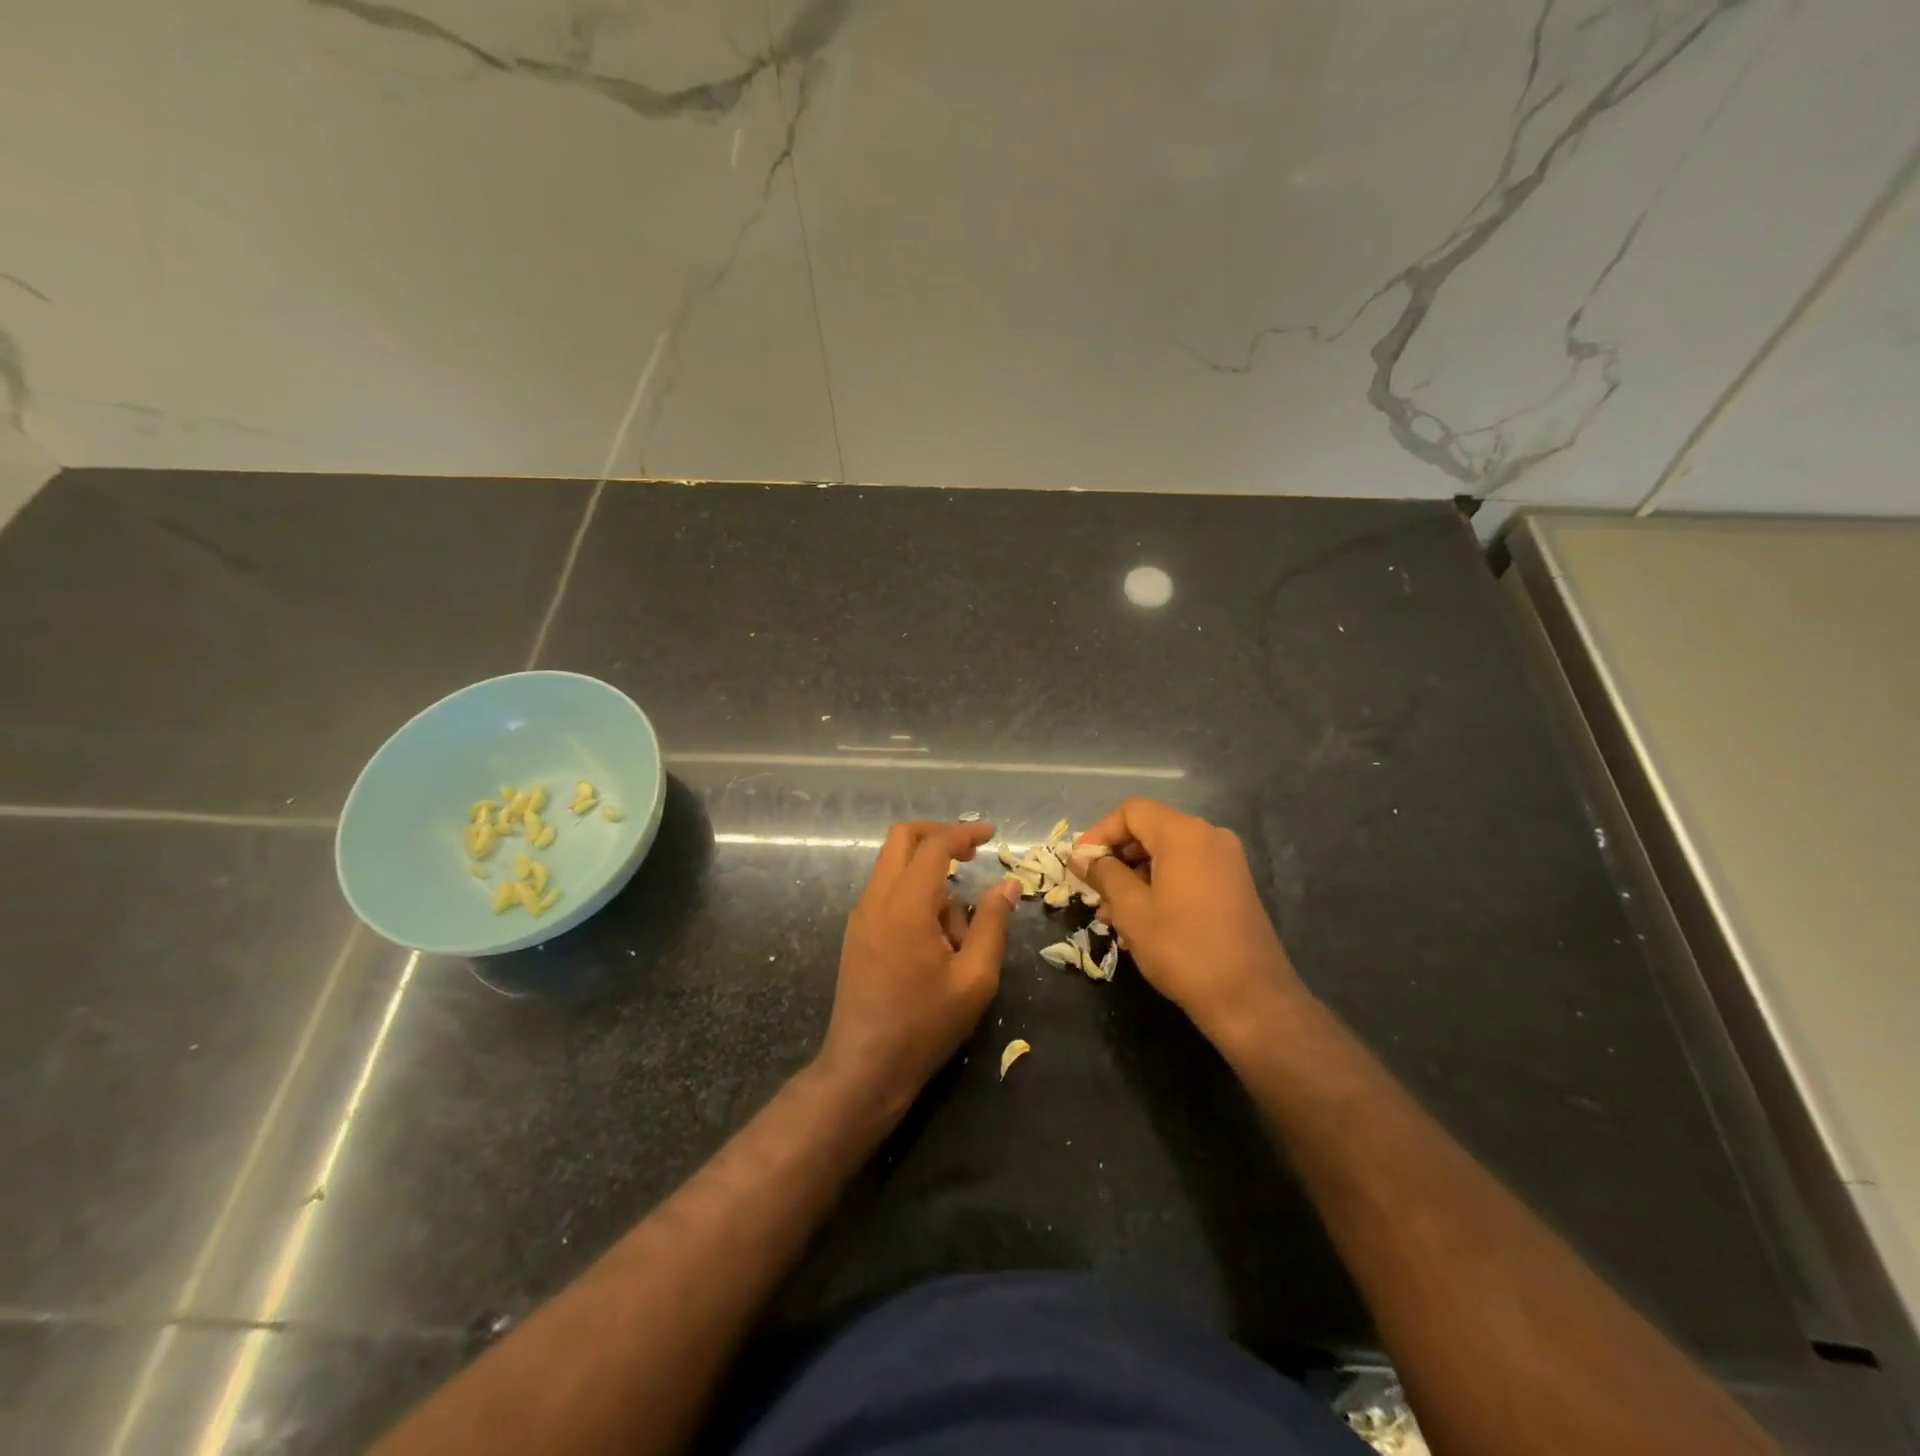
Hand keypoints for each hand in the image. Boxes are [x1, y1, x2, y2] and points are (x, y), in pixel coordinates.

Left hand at [818, 821, 1020, 1111]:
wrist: (864, 1068)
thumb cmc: (924, 1025)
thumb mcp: (974, 979)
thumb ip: (992, 924)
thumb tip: (1007, 885)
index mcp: (905, 905)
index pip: (934, 846)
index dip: (964, 833)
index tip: (992, 835)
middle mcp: (876, 899)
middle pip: (902, 839)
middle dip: (938, 836)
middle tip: (972, 853)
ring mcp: (861, 915)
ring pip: (894, 866)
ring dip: (929, 875)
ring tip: (960, 931)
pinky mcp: (857, 933)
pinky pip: (887, 892)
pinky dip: (915, 894)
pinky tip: (937, 940)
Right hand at [1074, 799, 1308, 1046]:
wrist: (1250, 999)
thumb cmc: (1182, 948)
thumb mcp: (1131, 909)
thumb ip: (1103, 874)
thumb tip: (1081, 857)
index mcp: (1184, 834)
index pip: (1131, 812)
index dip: (1099, 834)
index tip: (1079, 866)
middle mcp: (1209, 837)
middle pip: (1150, 831)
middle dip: (1116, 859)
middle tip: (1093, 894)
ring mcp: (1226, 862)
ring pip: (1167, 855)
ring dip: (1135, 878)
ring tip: (1113, 917)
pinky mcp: (1234, 887)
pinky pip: (1187, 872)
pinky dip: (1160, 887)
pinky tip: (1142, 922)